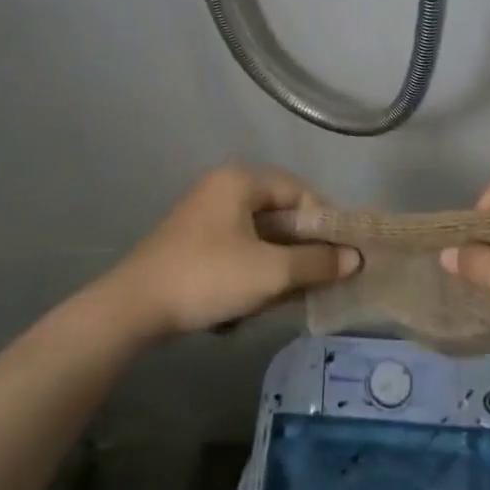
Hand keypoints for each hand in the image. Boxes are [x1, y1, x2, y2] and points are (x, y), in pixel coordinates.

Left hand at [105, 165, 360, 336]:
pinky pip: (238, 245)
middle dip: (302, 246)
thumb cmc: (208, 278)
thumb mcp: (270, 273)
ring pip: (260, 232)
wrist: (134, 308)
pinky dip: (254, 266)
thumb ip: (317, 262)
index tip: (343, 253)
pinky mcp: (193, 239)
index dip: (326, 221)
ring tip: (293, 290)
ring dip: (279, 260)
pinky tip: (259, 295)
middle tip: (322, 274)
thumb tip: (355, 258)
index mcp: (240, 180)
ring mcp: (204, 213)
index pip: (299, 191)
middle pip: (280, 211)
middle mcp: (222, 186)